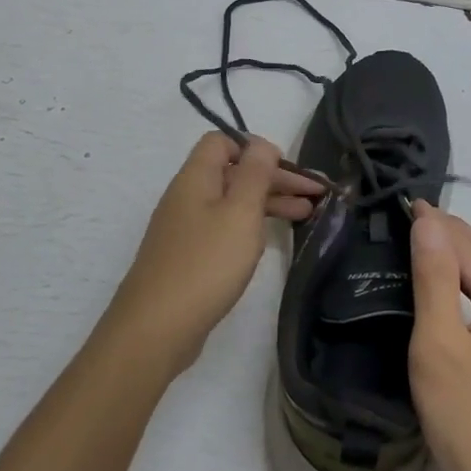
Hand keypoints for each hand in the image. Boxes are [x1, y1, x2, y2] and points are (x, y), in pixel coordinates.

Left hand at [104, 132, 323, 376]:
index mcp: (195, 178)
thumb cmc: (206, 263)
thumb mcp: (240, 212)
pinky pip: (223, 229)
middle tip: (314, 194)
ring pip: (231, 203)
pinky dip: (250, 227)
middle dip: (274, 178)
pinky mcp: (188, 257)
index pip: (221, 141)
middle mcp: (186, 197)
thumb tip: (261, 144)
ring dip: (268, 203)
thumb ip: (255, 174)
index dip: (255, 148)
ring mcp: (185, 229)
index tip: (287, 167)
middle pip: (232, 173)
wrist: (156, 328)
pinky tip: (269, 240)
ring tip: (307, 215)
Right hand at [407, 202, 470, 470]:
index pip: (468, 245)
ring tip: (435, 245)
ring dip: (469, 255)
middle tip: (418, 218)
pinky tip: (463, 295)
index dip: (437, 222)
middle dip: (456, 231)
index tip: (407, 202)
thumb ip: (434, 280)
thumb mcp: (440, 346)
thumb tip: (429, 223)